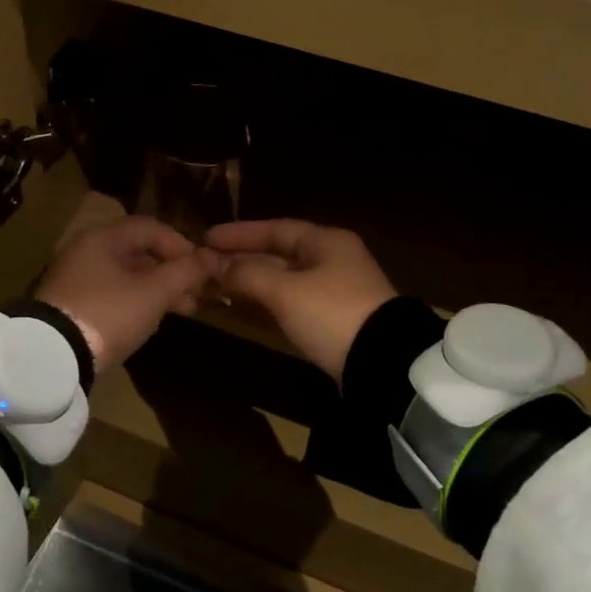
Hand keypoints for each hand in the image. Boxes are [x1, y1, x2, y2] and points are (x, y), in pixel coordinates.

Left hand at [35, 215, 214, 373]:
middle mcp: (87, 250)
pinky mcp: (72, 305)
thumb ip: (185, 272)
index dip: (182, 244)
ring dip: (158, 289)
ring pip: (128, 275)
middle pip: (139, 251)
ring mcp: (77, 279)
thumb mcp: (153, 293)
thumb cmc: (108, 313)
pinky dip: (137, 301)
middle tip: (198, 293)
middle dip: (173, 271)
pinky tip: (153, 319)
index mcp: (103, 237)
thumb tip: (212, 256)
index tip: (203, 269)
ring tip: (184, 309)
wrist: (51, 357)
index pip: (151, 227)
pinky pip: (113, 293)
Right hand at [205, 220, 397, 379]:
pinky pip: (293, 300)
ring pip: (285, 278)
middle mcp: (333, 259)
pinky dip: (268, 301)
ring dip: (253, 281)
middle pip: (280, 253)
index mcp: (326, 241)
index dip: (240, 233)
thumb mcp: (285, 291)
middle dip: (243, 258)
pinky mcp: (336, 319)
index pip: (275, 228)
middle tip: (207, 263)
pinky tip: (246, 308)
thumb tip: (215, 264)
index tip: (207, 238)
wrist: (384, 363)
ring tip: (218, 285)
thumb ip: (247, 274)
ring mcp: (337, 290)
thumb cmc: (332, 313)